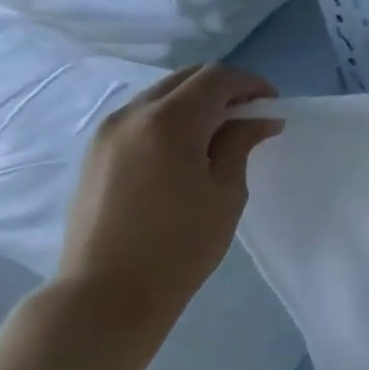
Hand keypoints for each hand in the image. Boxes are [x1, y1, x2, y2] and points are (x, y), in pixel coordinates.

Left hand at [53, 64, 283, 346]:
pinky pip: (141, 115)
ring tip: (222, 134)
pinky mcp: (95, 151)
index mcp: (170, 121)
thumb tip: (260, 119)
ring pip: (161, 94)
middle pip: (187, 77)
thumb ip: (240, 143)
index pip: (217, 78)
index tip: (273, 106)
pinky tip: (188, 149)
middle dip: (225, 88)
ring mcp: (107, 131)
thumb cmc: (181, 244)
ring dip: (197, 102)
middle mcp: (133, 114)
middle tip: (252, 116)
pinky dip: (172, 117)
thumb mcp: (226, 191)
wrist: (107, 292)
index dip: (251, 84)